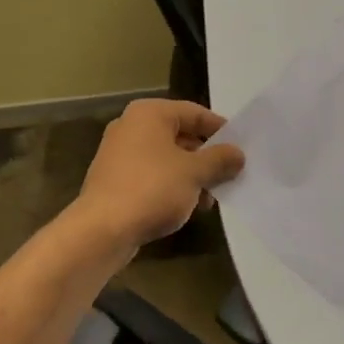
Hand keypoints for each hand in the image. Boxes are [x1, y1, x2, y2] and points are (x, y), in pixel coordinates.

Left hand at [72, 100, 245, 250]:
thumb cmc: (152, 189)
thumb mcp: (195, 172)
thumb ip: (220, 159)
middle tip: (229, 175)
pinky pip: (152, 175)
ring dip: (191, 176)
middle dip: (206, 157)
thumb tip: (238, 154)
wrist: (102, 230)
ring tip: (210, 199)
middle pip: (181, 135)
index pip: (195, 113)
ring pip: (167, 158)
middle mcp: (131, 126)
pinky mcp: (114, 179)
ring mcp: (119, 153)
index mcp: (150, 114)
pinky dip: (171, 186)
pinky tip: (187, 207)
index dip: (220, 130)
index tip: (241, 148)